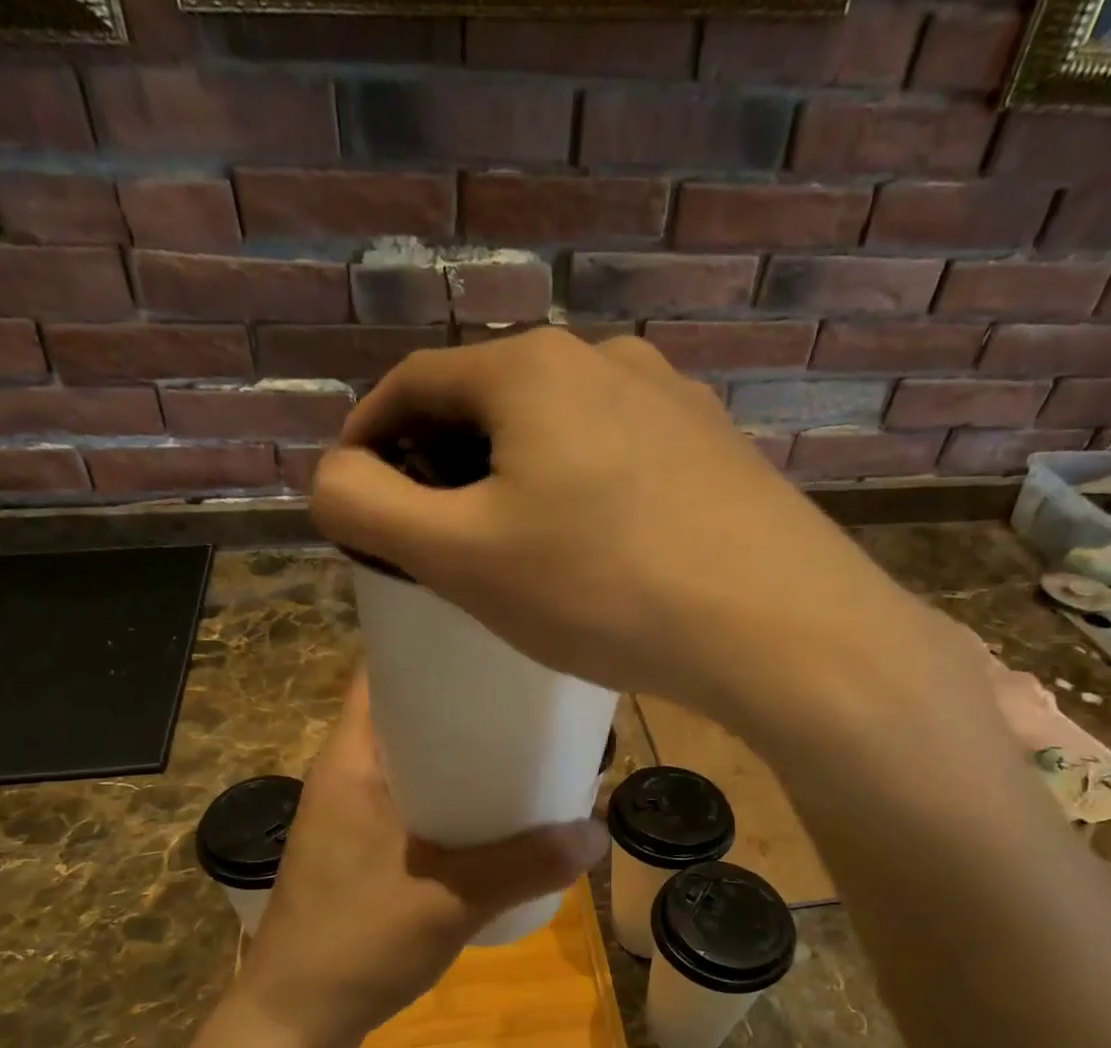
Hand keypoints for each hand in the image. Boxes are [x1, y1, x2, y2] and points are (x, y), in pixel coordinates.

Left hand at [233, 670, 608, 1047]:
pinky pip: (410, 800)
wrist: (294, 1021)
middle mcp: (345, 774)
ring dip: (457, 753)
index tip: (491, 641)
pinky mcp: (359, 849)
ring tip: (520, 747)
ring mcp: (349, 814)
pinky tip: (492, 813)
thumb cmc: (357, 943)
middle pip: (405, 713)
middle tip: (524, 697)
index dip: (431, 647)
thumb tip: (598, 832)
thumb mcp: (451, 900)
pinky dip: (448, 795)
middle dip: (461, 703)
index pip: (381, 672)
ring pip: (410, 760)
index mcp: (351, 761)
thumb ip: (527, 865)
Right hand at [309, 329, 961, 723]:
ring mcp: (669, 399)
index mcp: (529, 367)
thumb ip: (369, 508)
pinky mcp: (711, 447)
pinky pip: (613, 461)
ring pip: (554, 434)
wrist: (779, 626)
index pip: (411, 385)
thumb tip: (332, 479)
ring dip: (511, 482)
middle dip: (441, 468)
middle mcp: (603, 359)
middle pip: (486, 406)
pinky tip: (593, 553)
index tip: (355, 503)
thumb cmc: (603, 589)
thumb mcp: (462, 556)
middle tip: (432, 544)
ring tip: (511, 554)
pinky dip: (575, 494)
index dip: (367, 441)